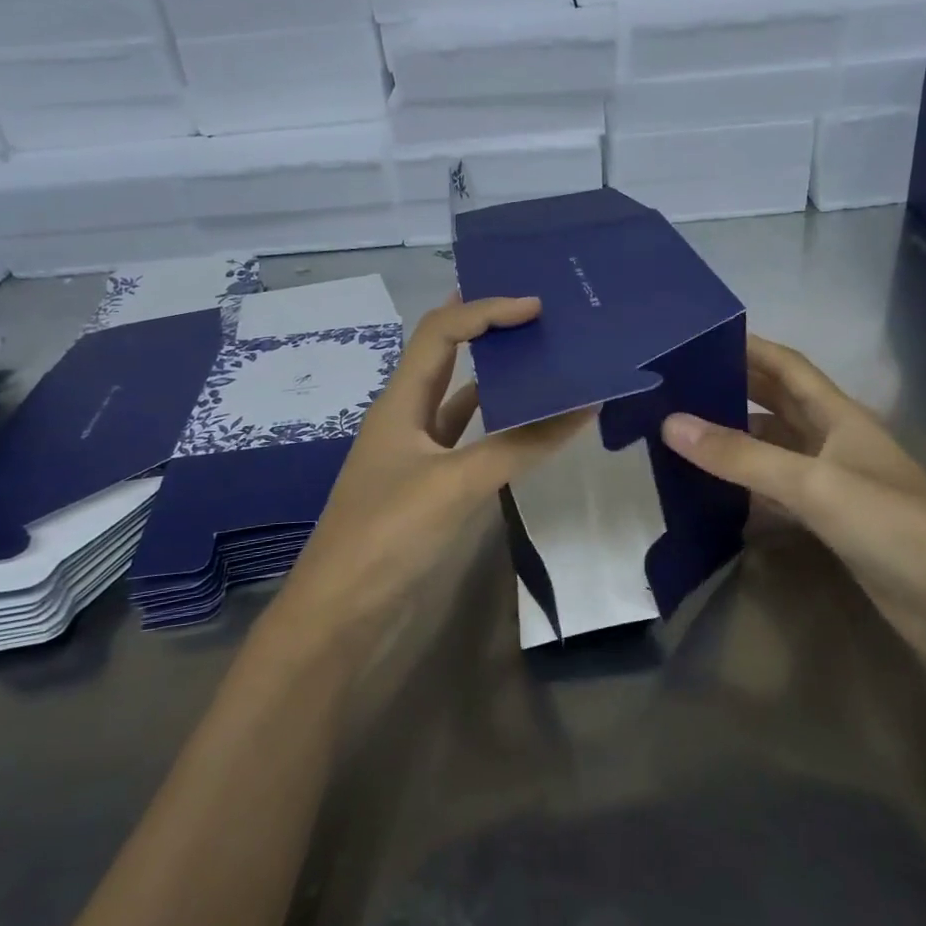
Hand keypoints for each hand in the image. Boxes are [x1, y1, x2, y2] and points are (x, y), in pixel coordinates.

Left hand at [282, 295, 592, 636]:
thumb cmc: (388, 536)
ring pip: (462, 400)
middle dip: (489, 330)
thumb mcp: (455, 483)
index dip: (486, 310)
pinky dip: (501, 427)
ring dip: (498, 379)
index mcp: (400, 402)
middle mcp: (407, 418)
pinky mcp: (432, 488)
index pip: (442, 332)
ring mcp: (419, 455)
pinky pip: (471, 441)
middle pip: (448, 356)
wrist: (341, 617)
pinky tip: (532, 425)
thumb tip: (584, 404)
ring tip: (546, 360)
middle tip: (543, 319)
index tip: (537, 308)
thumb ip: (520, 444)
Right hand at [660, 336, 925, 657]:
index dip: (750, 347)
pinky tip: (714, 491)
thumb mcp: (811, 483)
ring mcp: (834, 482)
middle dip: (735, 390)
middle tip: (680, 386)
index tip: (701, 338)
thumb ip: (741, 456)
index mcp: (839, 415)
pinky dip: (748, 486)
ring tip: (684, 434)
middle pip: (779, 404)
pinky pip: (779, 491)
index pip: (788, 366)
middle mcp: (835, 440)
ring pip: (776, 448)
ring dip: (738, 439)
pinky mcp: (831, 521)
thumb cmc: (888, 523)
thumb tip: (670, 423)